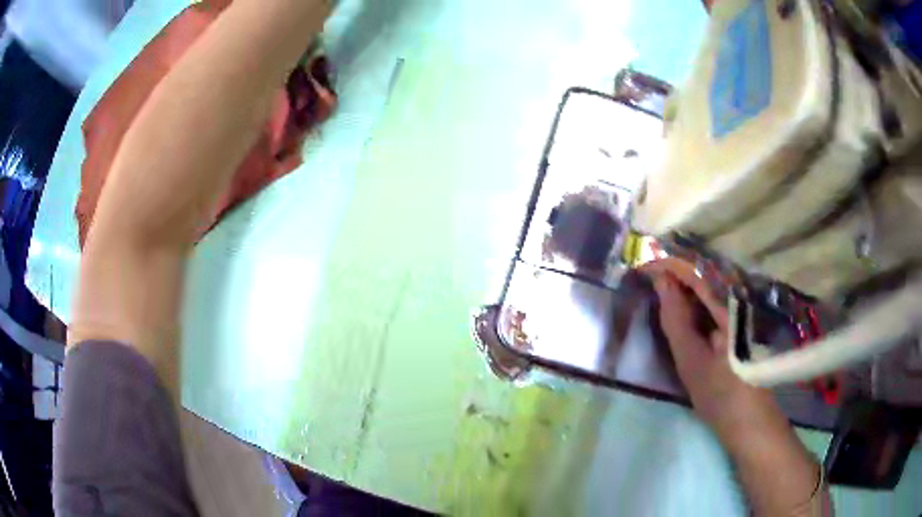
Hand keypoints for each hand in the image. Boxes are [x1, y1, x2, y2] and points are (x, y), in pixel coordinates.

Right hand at [640, 258, 777, 434]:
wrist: (749, 422)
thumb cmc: (720, 394)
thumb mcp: (692, 360)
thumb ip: (676, 320)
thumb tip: (661, 281)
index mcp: (730, 306)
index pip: (698, 272)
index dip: (670, 265)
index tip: (644, 268)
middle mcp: (738, 302)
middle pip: (705, 276)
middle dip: (675, 274)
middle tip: (647, 278)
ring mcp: (740, 314)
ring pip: (709, 290)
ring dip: (684, 288)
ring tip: (659, 289)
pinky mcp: (738, 327)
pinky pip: (714, 306)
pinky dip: (695, 305)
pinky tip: (682, 310)